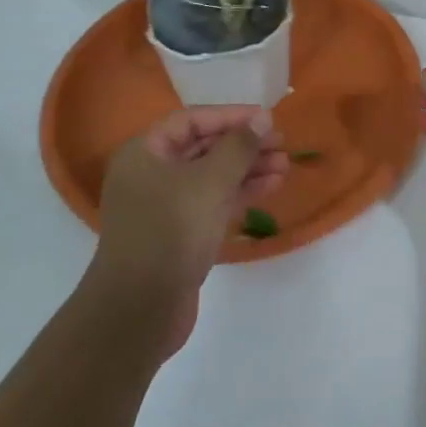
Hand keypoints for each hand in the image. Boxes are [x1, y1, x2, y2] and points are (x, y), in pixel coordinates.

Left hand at [90, 107, 288, 355]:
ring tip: (285, 166)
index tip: (267, 118)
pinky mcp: (179, 233)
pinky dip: (240, 194)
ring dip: (248, 169)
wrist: (140, 309)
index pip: (191, 120)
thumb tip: (262, 118)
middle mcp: (151, 174)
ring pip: (212, 177)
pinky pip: (213, 202)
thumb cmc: (171, 231)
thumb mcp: (209, 182)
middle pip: (203, 147)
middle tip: (282, 143)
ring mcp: (164, 206)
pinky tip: (271, 187)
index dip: (231, 116)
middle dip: (244, 145)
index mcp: (144, 153)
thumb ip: (238, 147)